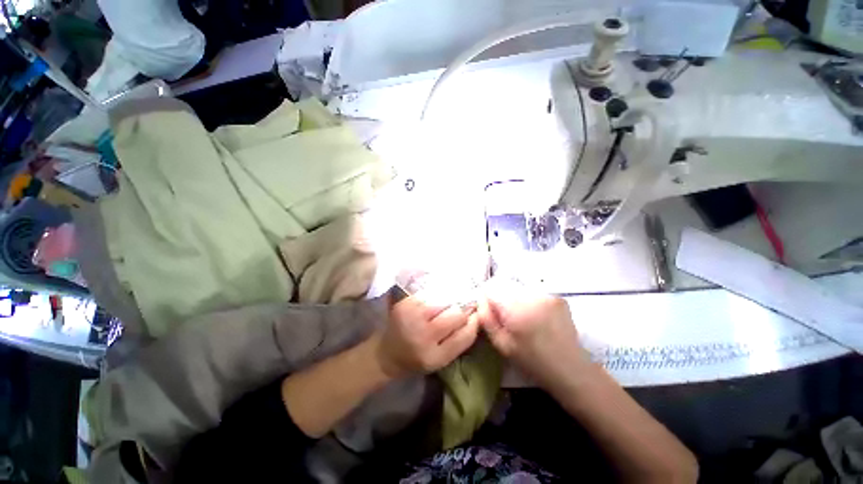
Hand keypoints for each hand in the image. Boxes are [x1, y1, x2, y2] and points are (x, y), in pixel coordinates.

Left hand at [374, 295, 479, 378]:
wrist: (387, 353)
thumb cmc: (418, 358)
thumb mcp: (441, 358)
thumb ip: (459, 340)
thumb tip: (476, 315)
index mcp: (435, 357)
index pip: (465, 335)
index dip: (475, 322)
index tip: (476, 315)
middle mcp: (423, 337)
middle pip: (456, 314)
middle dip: (462, 310)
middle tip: (461, 308)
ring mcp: (412, 318)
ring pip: (444, 300)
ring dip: (449, 301)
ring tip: (447, 305)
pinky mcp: (405, 304)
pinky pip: (430, 293)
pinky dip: (436, 296)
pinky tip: (435, 301)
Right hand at [477, 291, 588, 387]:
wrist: (570, 368)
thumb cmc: (532, 360)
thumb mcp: (502, 345)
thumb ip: (487, 319)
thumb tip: (481, 298)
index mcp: (517, 309)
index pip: (492, 289)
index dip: (488, 299)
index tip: (492, 313)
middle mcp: (532, 296)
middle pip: (505, 286)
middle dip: (502, 299)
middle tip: (509, 320)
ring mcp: (547, 294)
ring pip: (519, 289)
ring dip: (516, 300)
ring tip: (524, 319)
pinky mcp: (557, 297)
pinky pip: (533, 292)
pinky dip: (530, 301)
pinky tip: (536, 317)